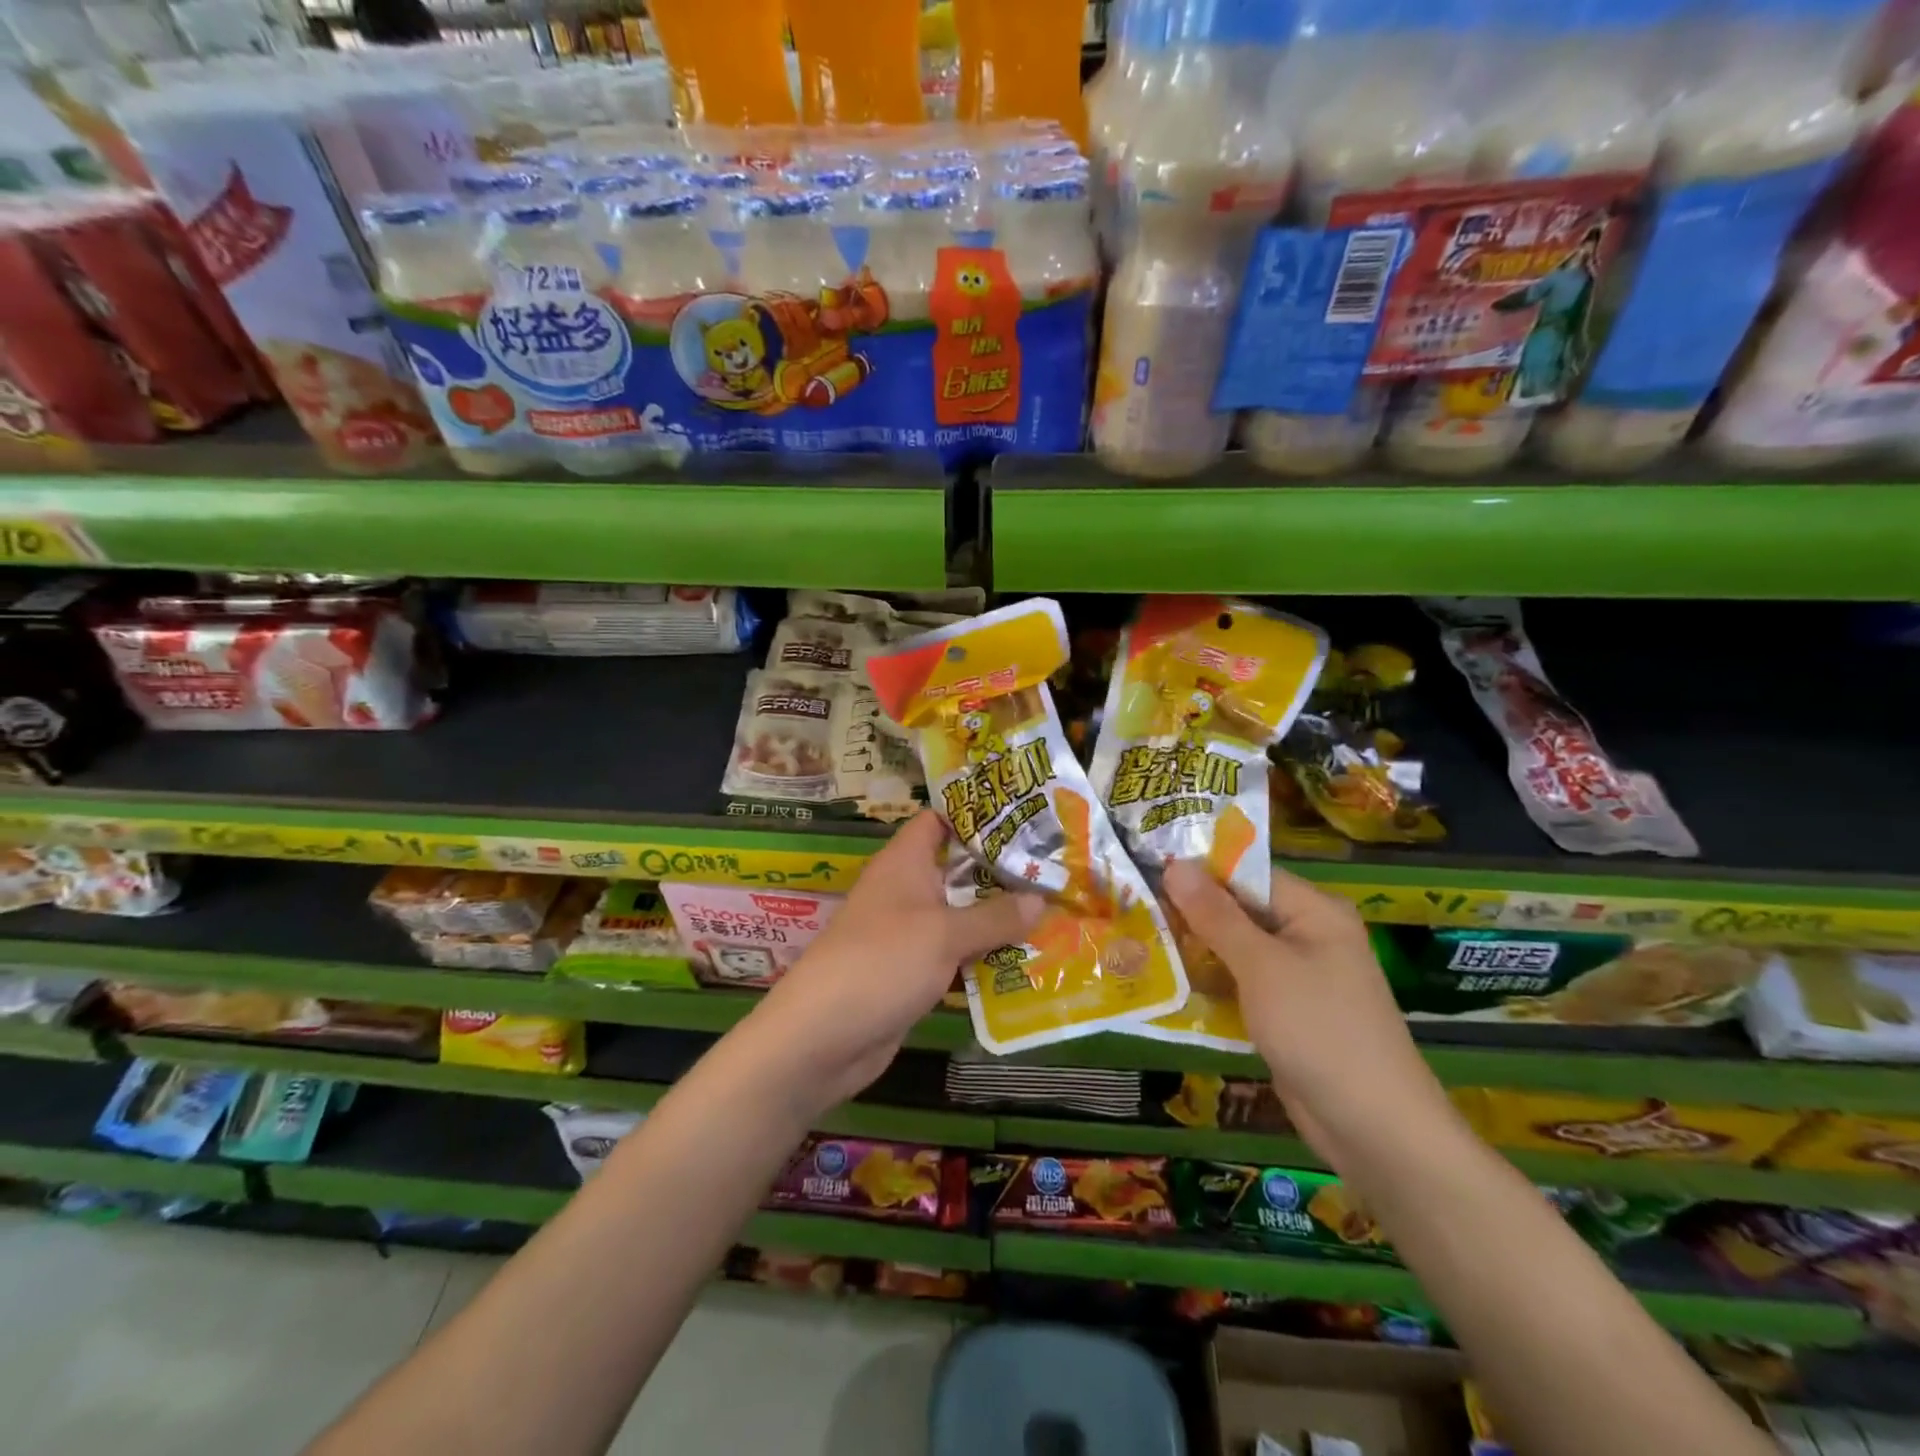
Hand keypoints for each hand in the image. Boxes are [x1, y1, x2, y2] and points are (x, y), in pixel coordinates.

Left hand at [740, 811, 1043, 1117]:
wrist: (821, 1038)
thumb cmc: (881, 963)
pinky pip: (957, 955)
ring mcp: (910, 933)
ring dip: (1000, 918)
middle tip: (1055, 870)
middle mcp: (908, 891)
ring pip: (962, 915)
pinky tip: (1029, 960)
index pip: (940, 820)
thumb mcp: (943, 934)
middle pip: (959, 869)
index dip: (977, 814)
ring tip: (1056, 912)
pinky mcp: (914, 972)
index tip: (1024, 816)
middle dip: (1003, 871)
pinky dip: (986, 957)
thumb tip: (1040, 898)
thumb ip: (994, 916)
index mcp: (905, 862)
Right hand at [1162, 861, 1456, 1172]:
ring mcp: (1298, 977)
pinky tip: (1167, 982)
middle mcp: (1308, 935)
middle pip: (1239, 910)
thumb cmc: (1319, 1030)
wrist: (1374, 1129)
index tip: (1146, 871)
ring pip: (1235, 949)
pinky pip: (1241, 983)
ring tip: (1137, 939)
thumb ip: (1216, 915)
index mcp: (1314, 911)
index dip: (1198, 871)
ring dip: (1194, 949)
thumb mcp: (1262, 966)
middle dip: (1190, 912)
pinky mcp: (1286, 1012)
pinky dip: (1210, 982)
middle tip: (1132, 907)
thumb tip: (1176, 866)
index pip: (1247, 874)